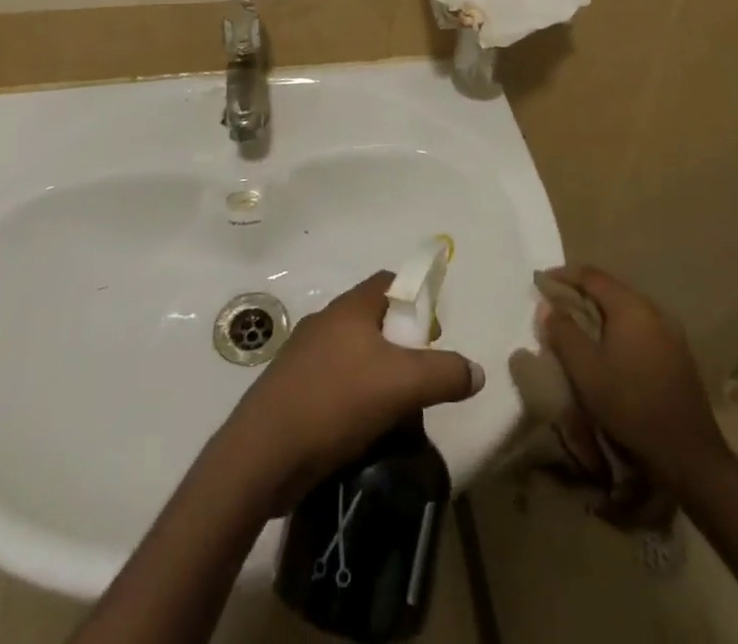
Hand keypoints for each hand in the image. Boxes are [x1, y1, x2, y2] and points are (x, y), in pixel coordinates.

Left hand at [212, 271, 484, 512]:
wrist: (261, 455)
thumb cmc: (335, 402)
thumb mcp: (402, 386)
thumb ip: (445, 374)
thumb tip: (476, 371)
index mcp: (349, 308)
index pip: (389, 282)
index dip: (416, 298)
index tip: (432, 333)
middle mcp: (325, 322)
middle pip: (373, 320)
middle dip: (400, 345)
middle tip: (419, 379)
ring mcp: (302, 356)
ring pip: (353, 355)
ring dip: (377, 375)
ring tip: (396, 411)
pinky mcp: (290, 390)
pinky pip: (333, 383)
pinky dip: (352, 398)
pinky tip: (362, 430)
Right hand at [538, 265, 725, 478]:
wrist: (688, 453)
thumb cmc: (630, 405)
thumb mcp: (586, 370)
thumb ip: (563, 332)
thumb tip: (548, 306)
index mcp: (630, 306)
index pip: (591, 275)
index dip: (564, 275)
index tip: (542, 283)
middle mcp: (653, 309)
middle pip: (610, 289)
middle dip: (581, 293)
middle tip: (558, 306)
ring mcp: (669, 331)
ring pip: (626, 309)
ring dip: (601, 312)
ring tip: (580, 327)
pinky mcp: (677, 352)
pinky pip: (640, 327)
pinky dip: (619, 328)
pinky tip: (610, 349)